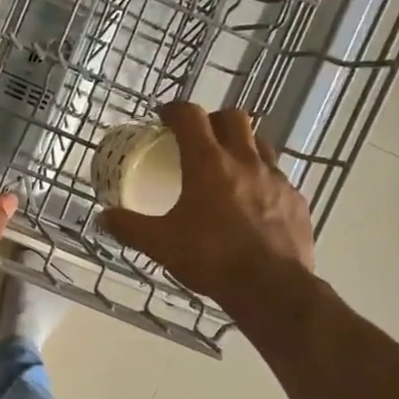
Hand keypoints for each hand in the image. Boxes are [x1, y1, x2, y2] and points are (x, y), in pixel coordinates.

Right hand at [99, 103, 315, 303]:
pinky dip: (262, 179)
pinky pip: (278, 178)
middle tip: (197, 138)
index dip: (175, 110)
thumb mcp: (160, 244)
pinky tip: (253, 203)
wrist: (271, 288)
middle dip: (212, 120)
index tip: (164, 117)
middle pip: (232, 117)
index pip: (190, 116)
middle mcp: (245, 161)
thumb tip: (102, 217)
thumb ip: (129, 227)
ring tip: (227, 167)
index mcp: (208, 163)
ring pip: (259, 144)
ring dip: (241, 146)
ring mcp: (276, 179)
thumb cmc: (211, 258)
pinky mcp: (296, 200)